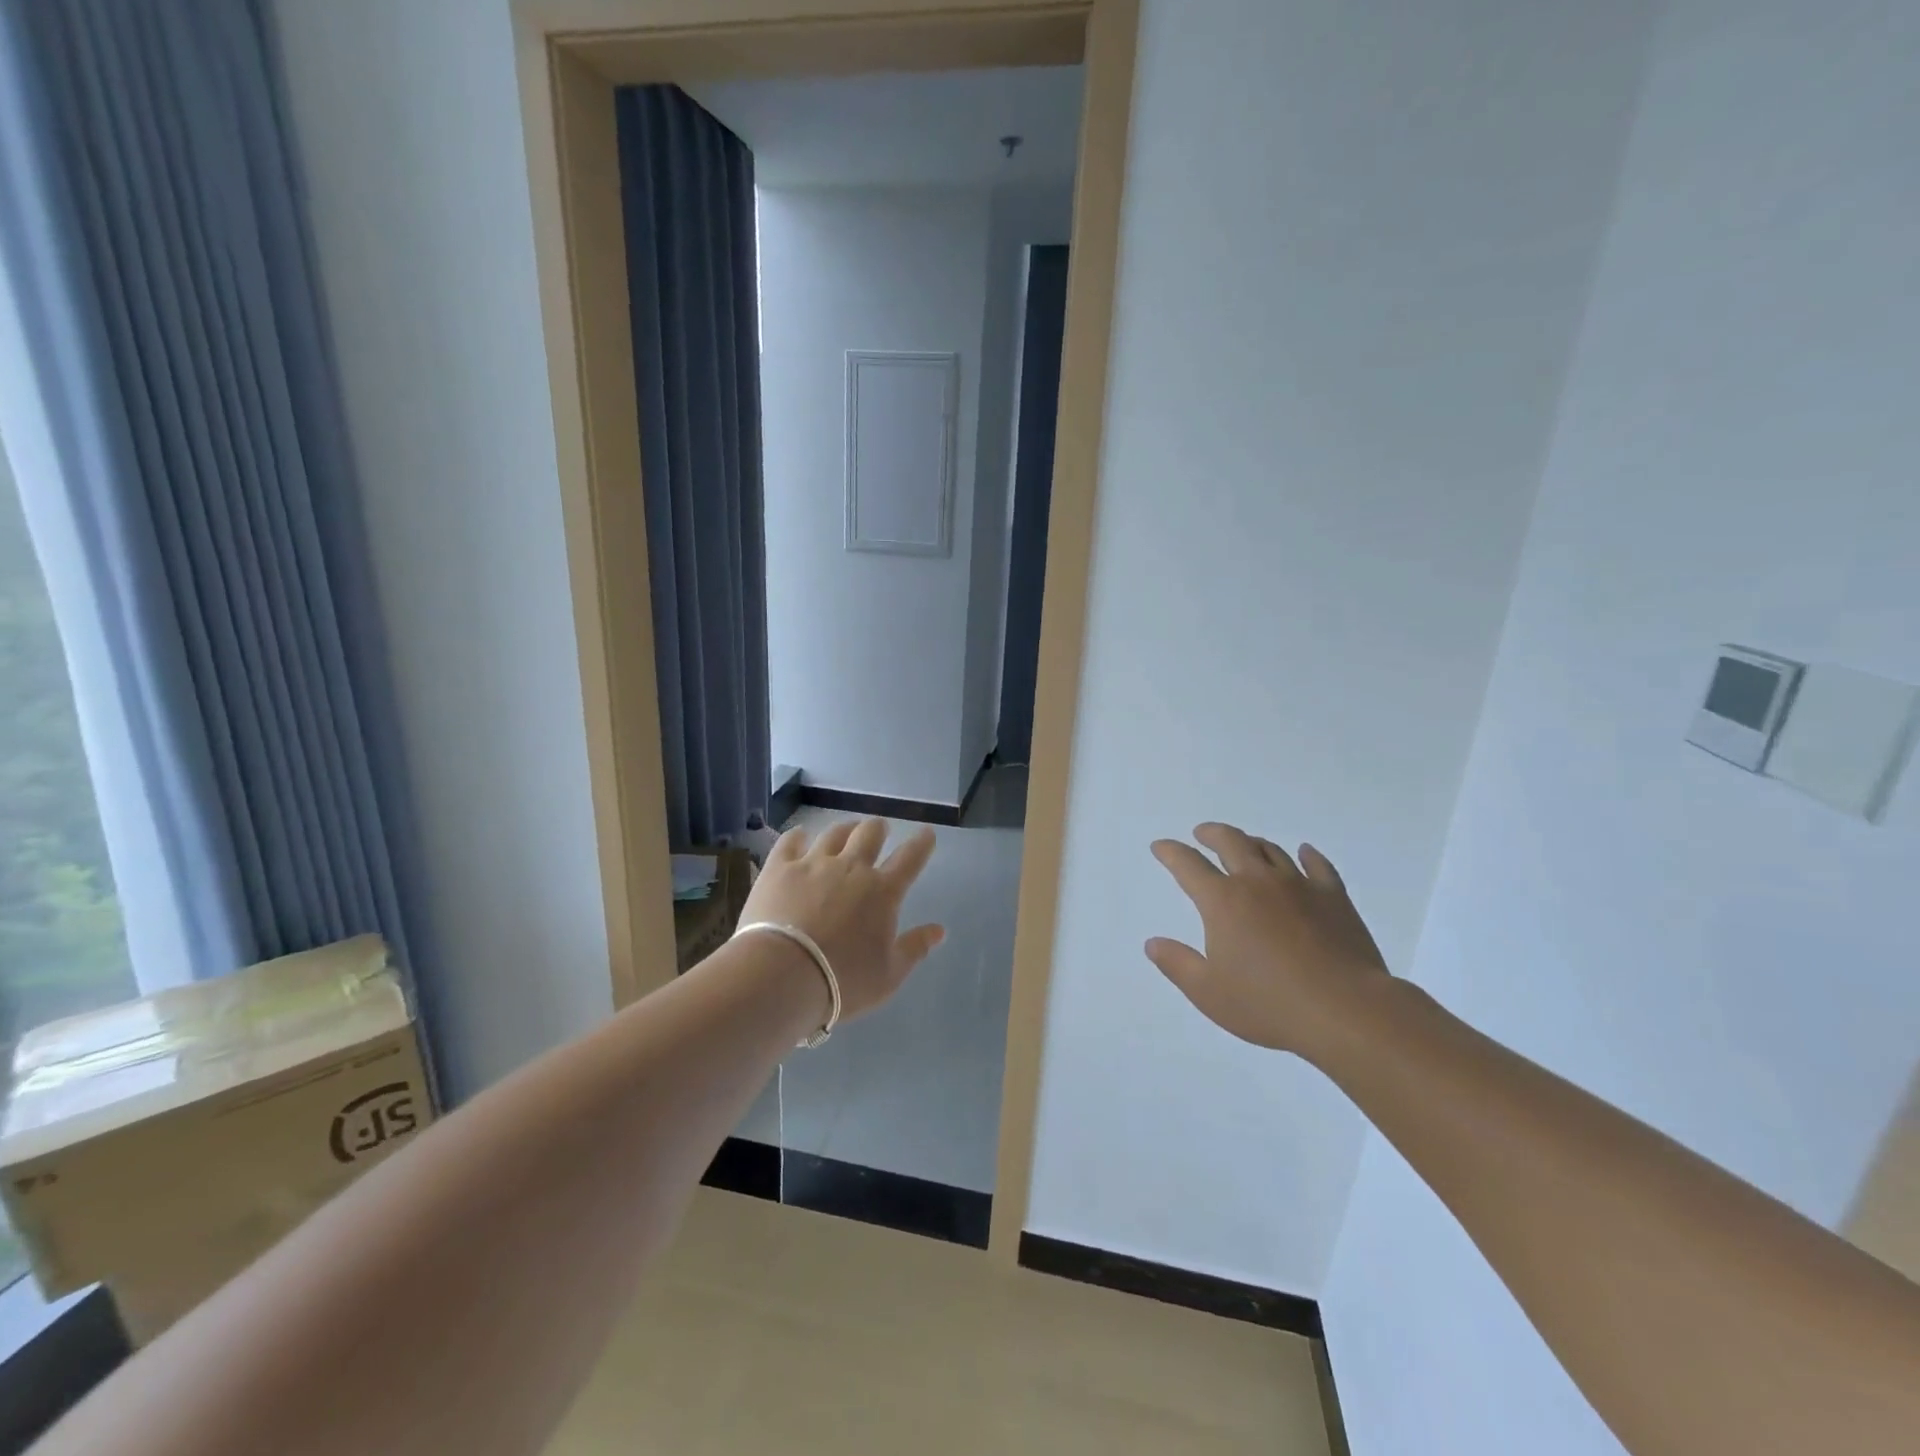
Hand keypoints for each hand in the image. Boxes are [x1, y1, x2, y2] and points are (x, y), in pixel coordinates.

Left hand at [737, 819, 945, 1020]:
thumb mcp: (889, 975)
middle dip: (879, 828)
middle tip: (880, 829)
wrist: (781, 976)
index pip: (910, 858)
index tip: (927, 833)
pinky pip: (791, 841)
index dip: (922, 843)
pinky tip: (800, 836)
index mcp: (882, 891)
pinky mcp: (779, 869)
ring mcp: (813, 864)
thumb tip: (939, 930)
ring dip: (845, 829)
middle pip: (870, 834)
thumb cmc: (842, 981)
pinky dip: (798, 836)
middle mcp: (851, 868)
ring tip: (846, 830)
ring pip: (834, 833)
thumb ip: (915, 948)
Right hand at [1146, 823, 1389, 1057]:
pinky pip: (1318, 866)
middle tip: (1202, 833)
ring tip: (1245, 844)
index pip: (1188, 865)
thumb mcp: (1208, 992)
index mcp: (1223, 901)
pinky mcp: (1334, 898)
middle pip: (1231, 842)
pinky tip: (1304, 852)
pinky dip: (1307, 855)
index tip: (1161, 846)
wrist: (1345, 1009)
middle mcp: (1258, 882)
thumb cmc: (1269, 1004)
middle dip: (1211, 834)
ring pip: (1271, 850)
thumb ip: (1177, 964)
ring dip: (1252, 843)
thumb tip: (1153, 943)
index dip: (1170, 852)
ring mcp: (1299, 886)